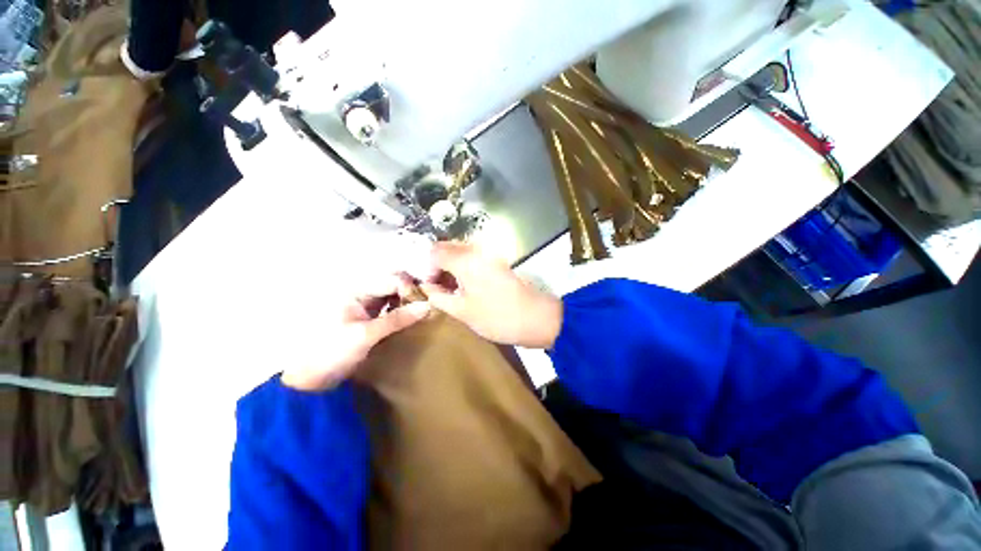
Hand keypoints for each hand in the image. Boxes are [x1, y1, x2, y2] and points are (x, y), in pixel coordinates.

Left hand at [280, 276, 430, 391]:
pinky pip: (391, 309)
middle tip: (429, 303)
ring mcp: (367, 307)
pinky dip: (404, 311)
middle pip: (393, 284)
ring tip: (425, 310)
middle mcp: (363, 295)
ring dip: (409, 301)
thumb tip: (428, 306)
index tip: (425, 301)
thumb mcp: (366, 335)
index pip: (391, 280)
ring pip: (394, 296)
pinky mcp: (371, 320)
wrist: (312, 379)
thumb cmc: (333, 352)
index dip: (409, 287)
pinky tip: (414, 318)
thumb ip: (397, 319)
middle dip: (411, 291)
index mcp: (357, 292)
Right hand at [420, 242, 562, 348]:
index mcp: (465, 260)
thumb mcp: (462, 311)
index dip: (425, 267)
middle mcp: (476, 250)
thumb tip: (426, 286)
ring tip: (450, 287)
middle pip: (447, 247)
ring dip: (450, 264)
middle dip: (437, 264)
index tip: (428, 285)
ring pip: (460, 251)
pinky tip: (464, 283)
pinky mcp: (497, 259)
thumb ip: (438, 296)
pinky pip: (473, 256)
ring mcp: (489, 253)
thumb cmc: (497, 317)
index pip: (434, 251)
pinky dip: (463, 266)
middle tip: (436, 286)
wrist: (536, 317)